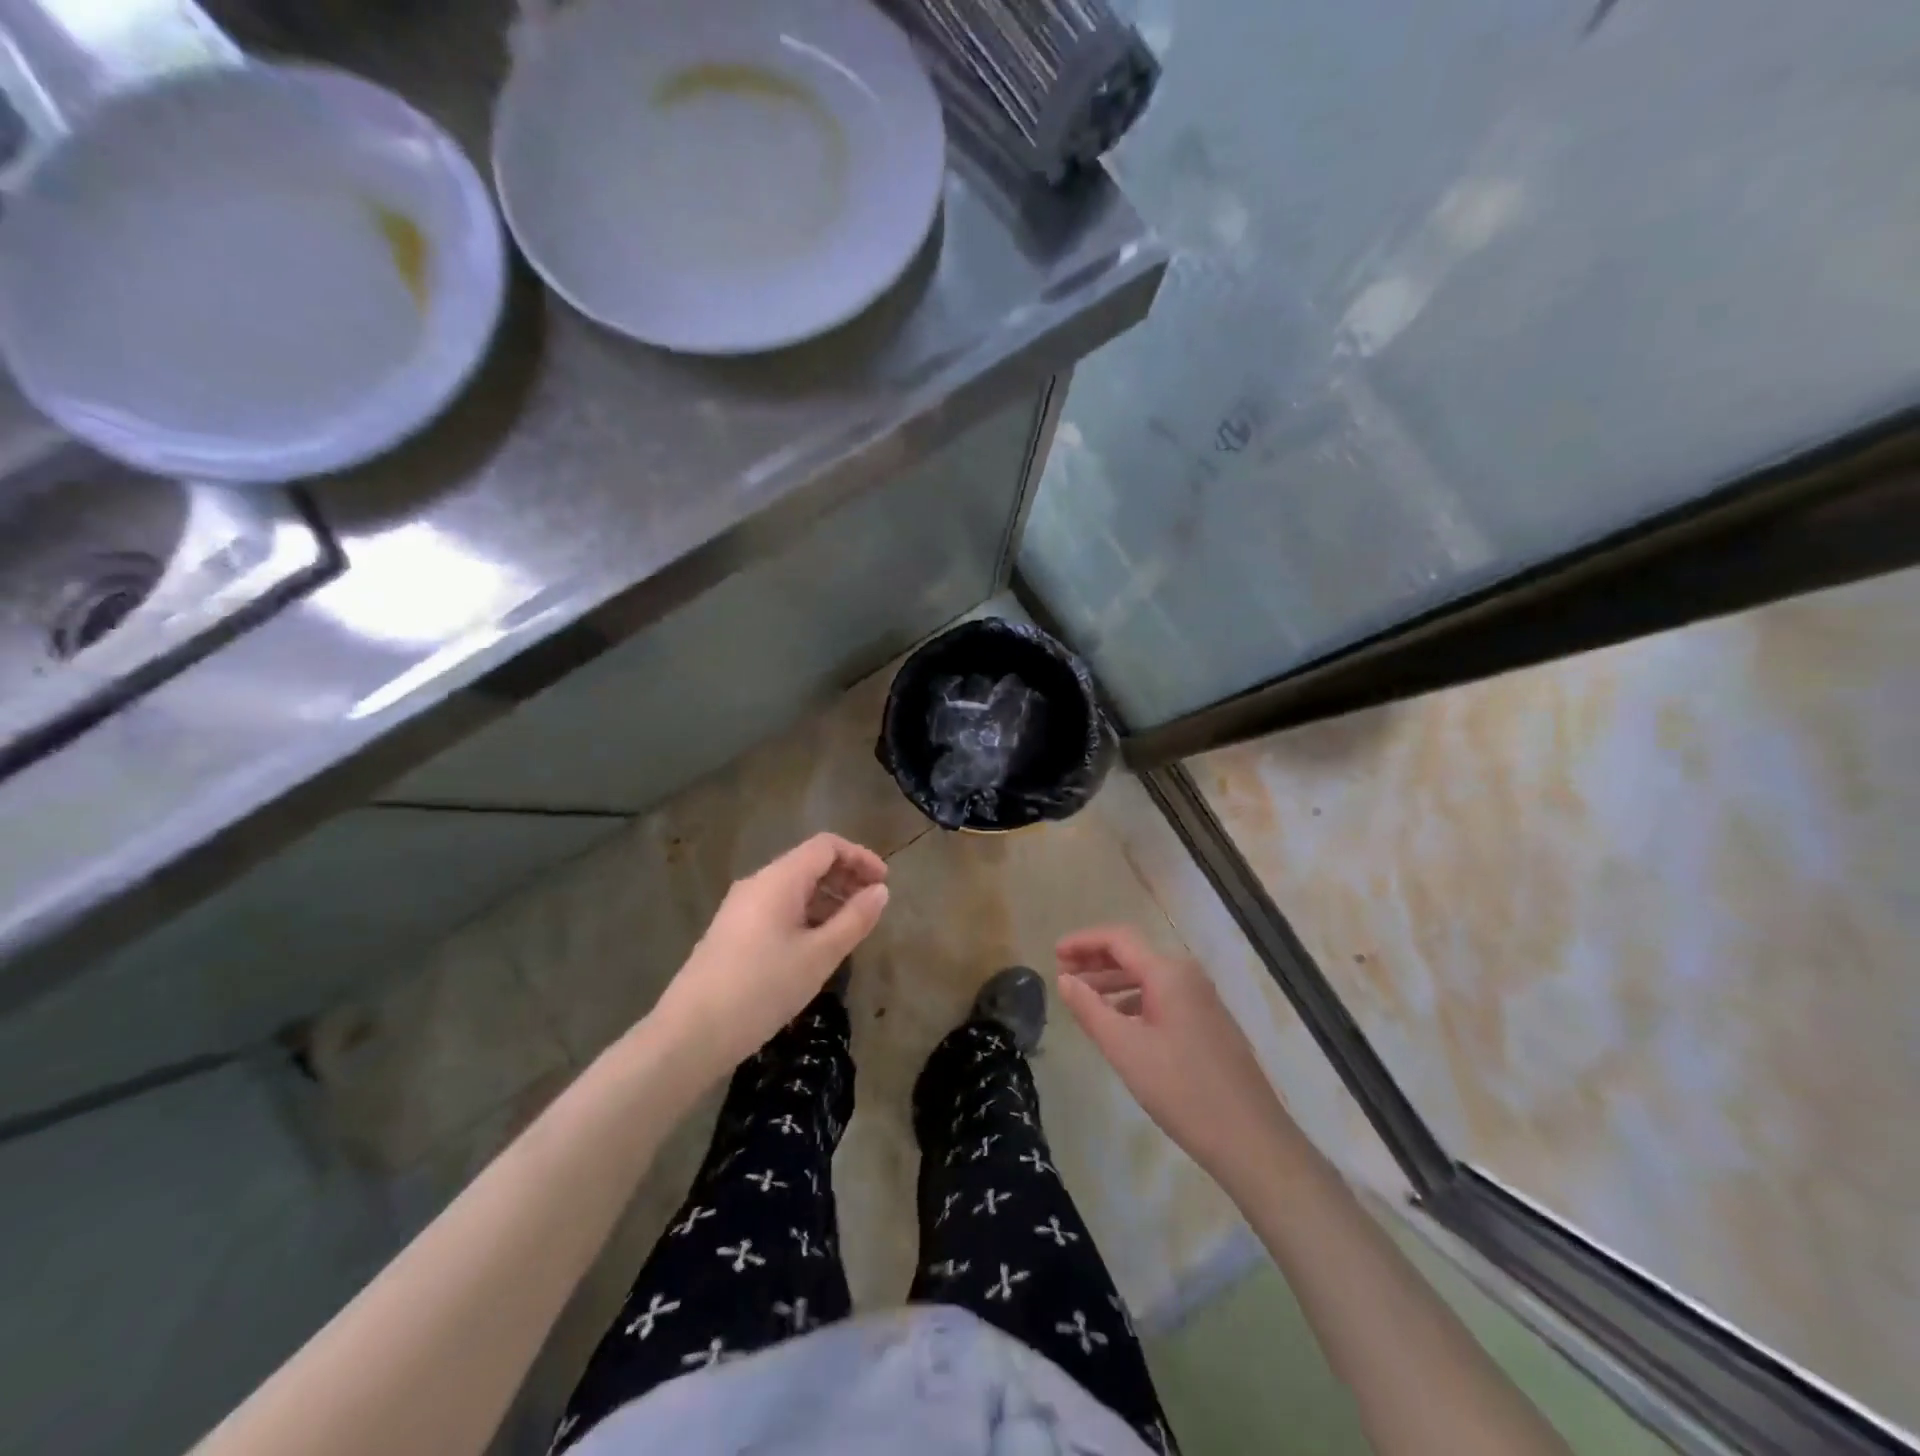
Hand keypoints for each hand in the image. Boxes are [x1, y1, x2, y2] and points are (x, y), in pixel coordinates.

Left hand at [651, 834, 888, 1076]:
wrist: (690, 1034)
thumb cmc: (762, 988)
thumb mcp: (819, 955)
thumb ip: (855, 919)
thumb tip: (880, 891)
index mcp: (779, 879)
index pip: (826, 846)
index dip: (859, 857)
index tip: (884, 883)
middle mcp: (757, 884)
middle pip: (808, 864)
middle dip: (845, 878)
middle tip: (872, 907)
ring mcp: (740, 908)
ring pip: (793, 888)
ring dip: (826, 899)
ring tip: (850, 930)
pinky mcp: (732, 932)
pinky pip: (777, 908)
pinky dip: (805, 915)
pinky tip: (817, 947)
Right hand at [1056, 926, 1294, 1187]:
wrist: (1251, 1138)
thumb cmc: (1182, 1089)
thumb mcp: (1125, 1049)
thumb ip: (1090, 1009)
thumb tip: (1064, 979)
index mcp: (1168, 973)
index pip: (1118, 939)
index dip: (1083, 941)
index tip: (1054, 953)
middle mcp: (1187, 975)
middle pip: (1134, 953)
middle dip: (1095, 960)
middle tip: (1062, 973)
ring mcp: (1202, 999)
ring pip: (1148, 977)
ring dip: (1112, 981)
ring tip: (1082, 998)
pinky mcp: (1208, 1022)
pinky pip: (1162, 996)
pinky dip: (1133, 1000)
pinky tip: (1117, 1022)